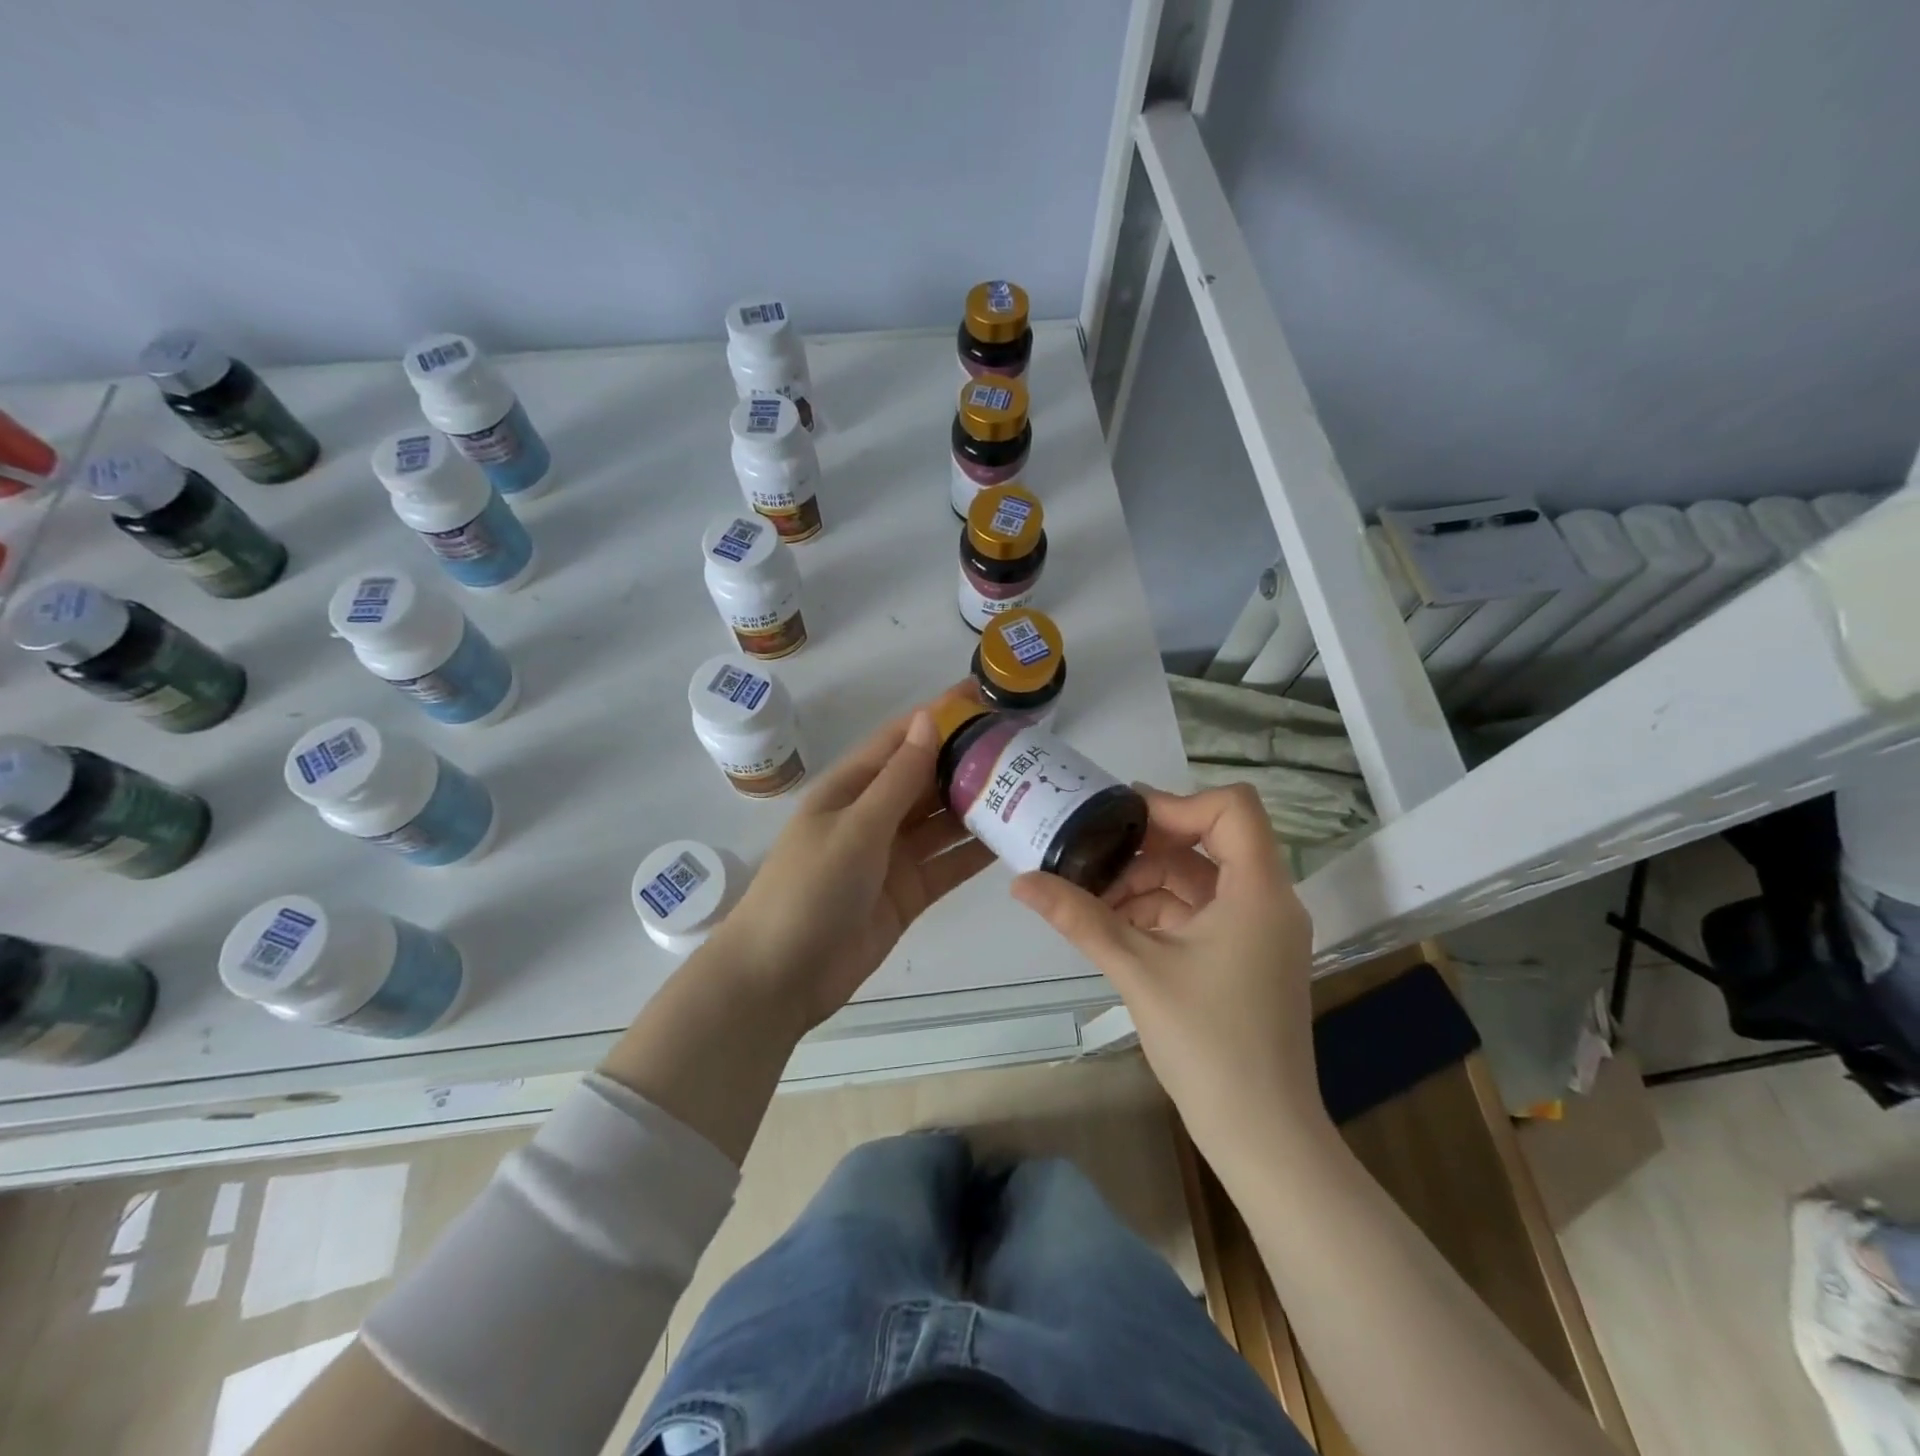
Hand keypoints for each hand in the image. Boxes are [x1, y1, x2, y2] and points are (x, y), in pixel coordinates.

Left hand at [718, 692, 994, 1029]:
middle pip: (928, 777)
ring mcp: (893, 855)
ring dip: (979, 804)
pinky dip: (976, 851)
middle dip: (968, 760)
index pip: (902, 739)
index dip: (940, 715)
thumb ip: (898, 778)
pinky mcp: (909, 892)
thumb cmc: (809, 889)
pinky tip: (1014, 837)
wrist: (781, 977)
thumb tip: (928, 718)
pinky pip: (949, 862)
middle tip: (1025, 745)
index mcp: (852, 787)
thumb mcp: (856, 827)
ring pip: (943, 820)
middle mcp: (875, 814)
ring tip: (1031, 786)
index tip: (984, 697)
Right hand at [1011, 783, 1321, 1162]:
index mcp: (1258, 890)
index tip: (1122, 823)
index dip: (1176, 804)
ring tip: (1094, 904)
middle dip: (1147, 850)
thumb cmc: (1208, 1044)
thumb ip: (1080, 918)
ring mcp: (1260, 931)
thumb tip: (1021, 882)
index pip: (1232, 807)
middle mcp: (1268, 900)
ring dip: (1147, 885)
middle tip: (1091, 860)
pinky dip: (1161, 913)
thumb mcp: (1137, 970)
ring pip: (1200, 880)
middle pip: (1209, 841)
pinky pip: (1201, 913)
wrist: (1262, 1134)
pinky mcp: (1247, 957)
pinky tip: (1117, 930)